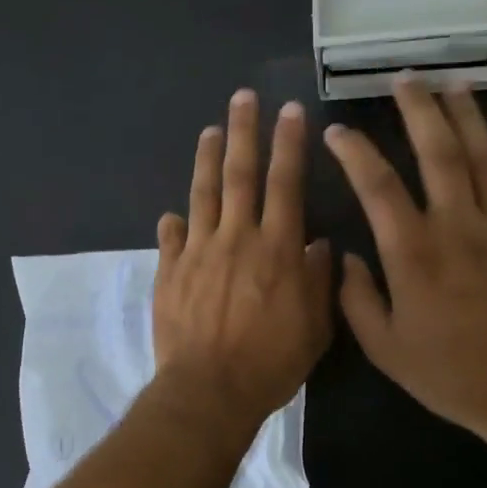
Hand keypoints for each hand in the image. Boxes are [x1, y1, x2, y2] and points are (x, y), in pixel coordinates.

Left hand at [154, 89, 333, 431]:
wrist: (209, 389)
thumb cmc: (270, 362)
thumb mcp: (314, 327)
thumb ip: (317, 281)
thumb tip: (316, 244)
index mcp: (276, 248)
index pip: (285, 184)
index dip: (288, 145)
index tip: (289, 111)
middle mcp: (236, 238)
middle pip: (240, 174)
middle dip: (244, 132)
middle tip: (243, 98)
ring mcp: (198, 251)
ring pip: (202, 194)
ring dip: (207, 159)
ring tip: (210, 130)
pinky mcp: (169, 271)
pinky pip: (171, 238)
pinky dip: (173, 223)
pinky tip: (172, 213)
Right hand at [323, 77, 486, 452]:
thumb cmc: (450, 373)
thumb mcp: (385, 348)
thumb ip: (356, 299)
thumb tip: (349, 256)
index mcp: (414, 254)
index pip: (378, 187)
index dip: (355, 153)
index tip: (338, 132)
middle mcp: (458, 228)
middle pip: (439, 153)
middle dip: (419, 110)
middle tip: (405, 79)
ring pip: (485, 157)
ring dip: (466, 117)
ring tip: (452, 86)